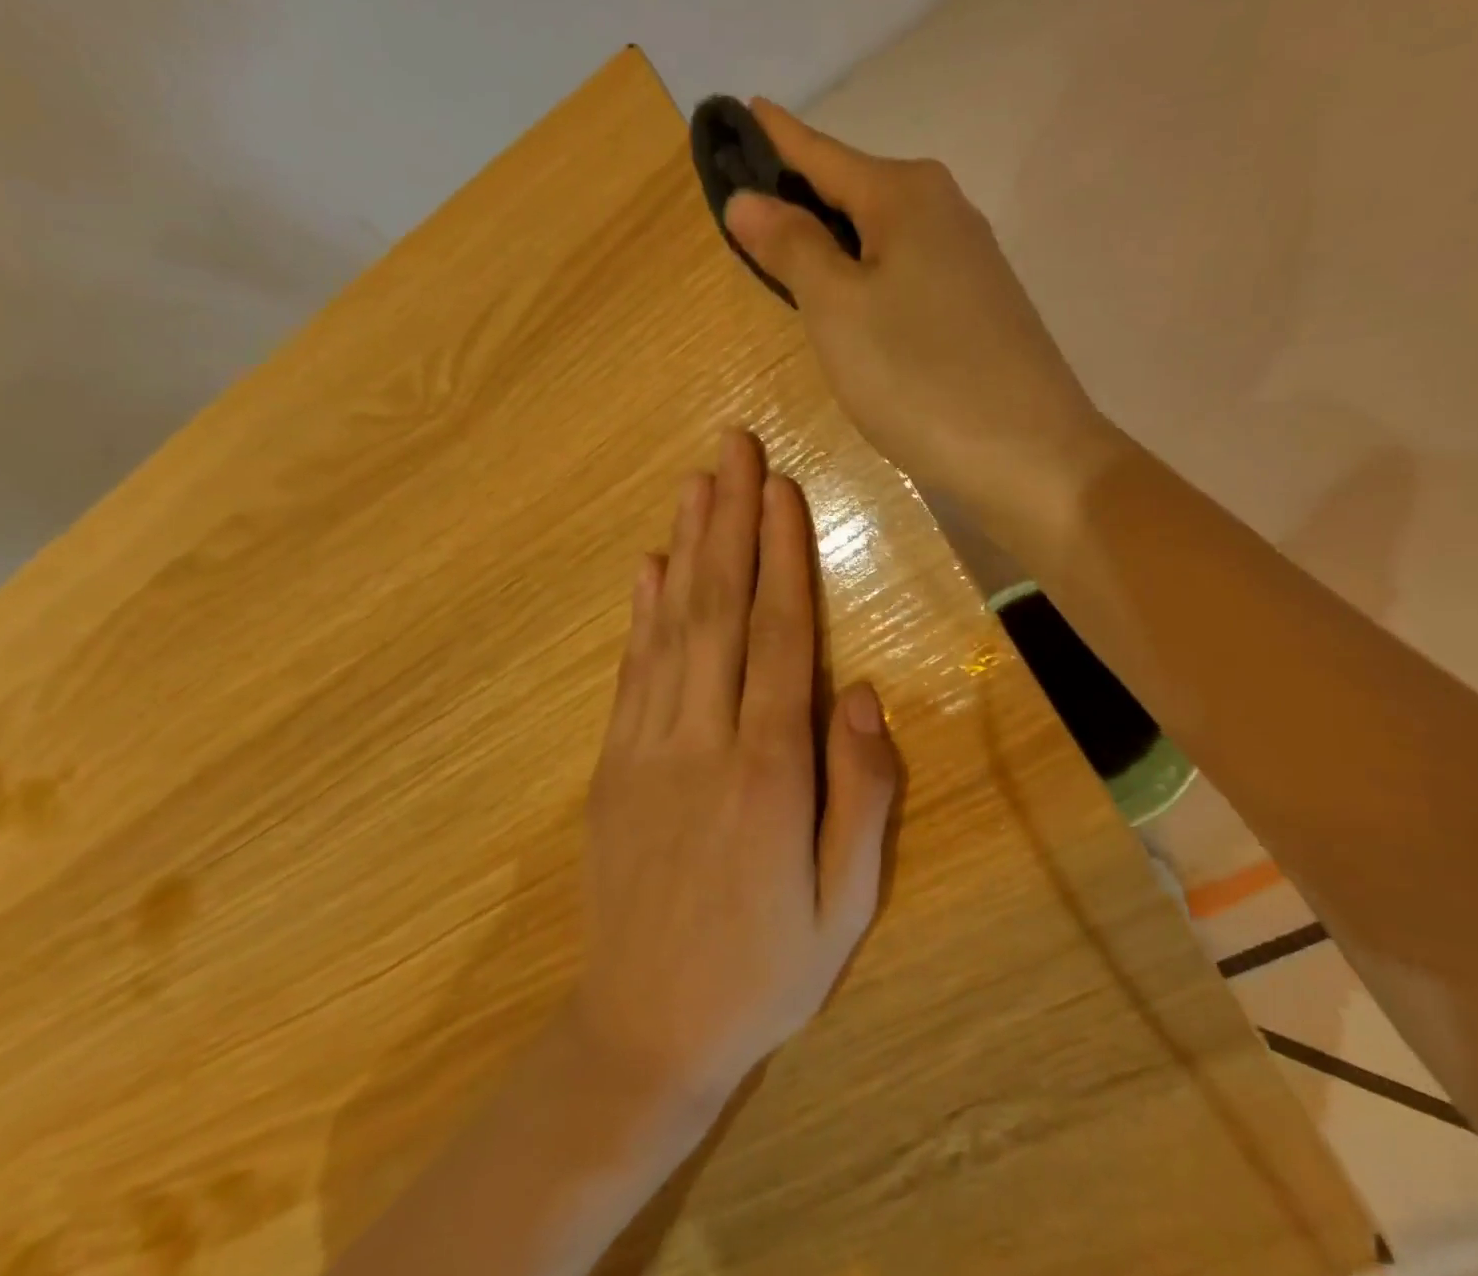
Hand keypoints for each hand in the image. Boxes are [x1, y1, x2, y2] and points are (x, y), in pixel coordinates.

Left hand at [569, 430, 897, 1106]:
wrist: (644, 1030)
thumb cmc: (763, 971)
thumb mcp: (843, 905)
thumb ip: (861, 797)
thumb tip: (864, 697)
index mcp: (769, 771)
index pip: (780, 636)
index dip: (782, 556)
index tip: (781, 490)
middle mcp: (703, 740)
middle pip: (720, 609)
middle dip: (729, 521)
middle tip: (734, 447)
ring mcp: (647, 748)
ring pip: (671, 627)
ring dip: (686, 547)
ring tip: (696, 482)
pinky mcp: (612, 765)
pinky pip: (631, 671)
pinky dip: (642, 612)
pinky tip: (649, 566)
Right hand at [723, 100, 1113, 536]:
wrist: (1028, 455)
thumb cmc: (918, 377)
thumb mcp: (837, 310)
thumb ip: (792, 248)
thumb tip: (747, 198)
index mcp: (906, 196)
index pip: (822, 152)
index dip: (776, 136)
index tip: (740, 108)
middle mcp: (944, 212)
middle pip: (855, 191)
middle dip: (802, 195)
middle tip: (748, 205)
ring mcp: (970, 262)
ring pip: (882, 237)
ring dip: (836, 241)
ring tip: (788, 254)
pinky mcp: (980, 308)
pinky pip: (906, 274)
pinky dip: (869, 278)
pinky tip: (854, 305)